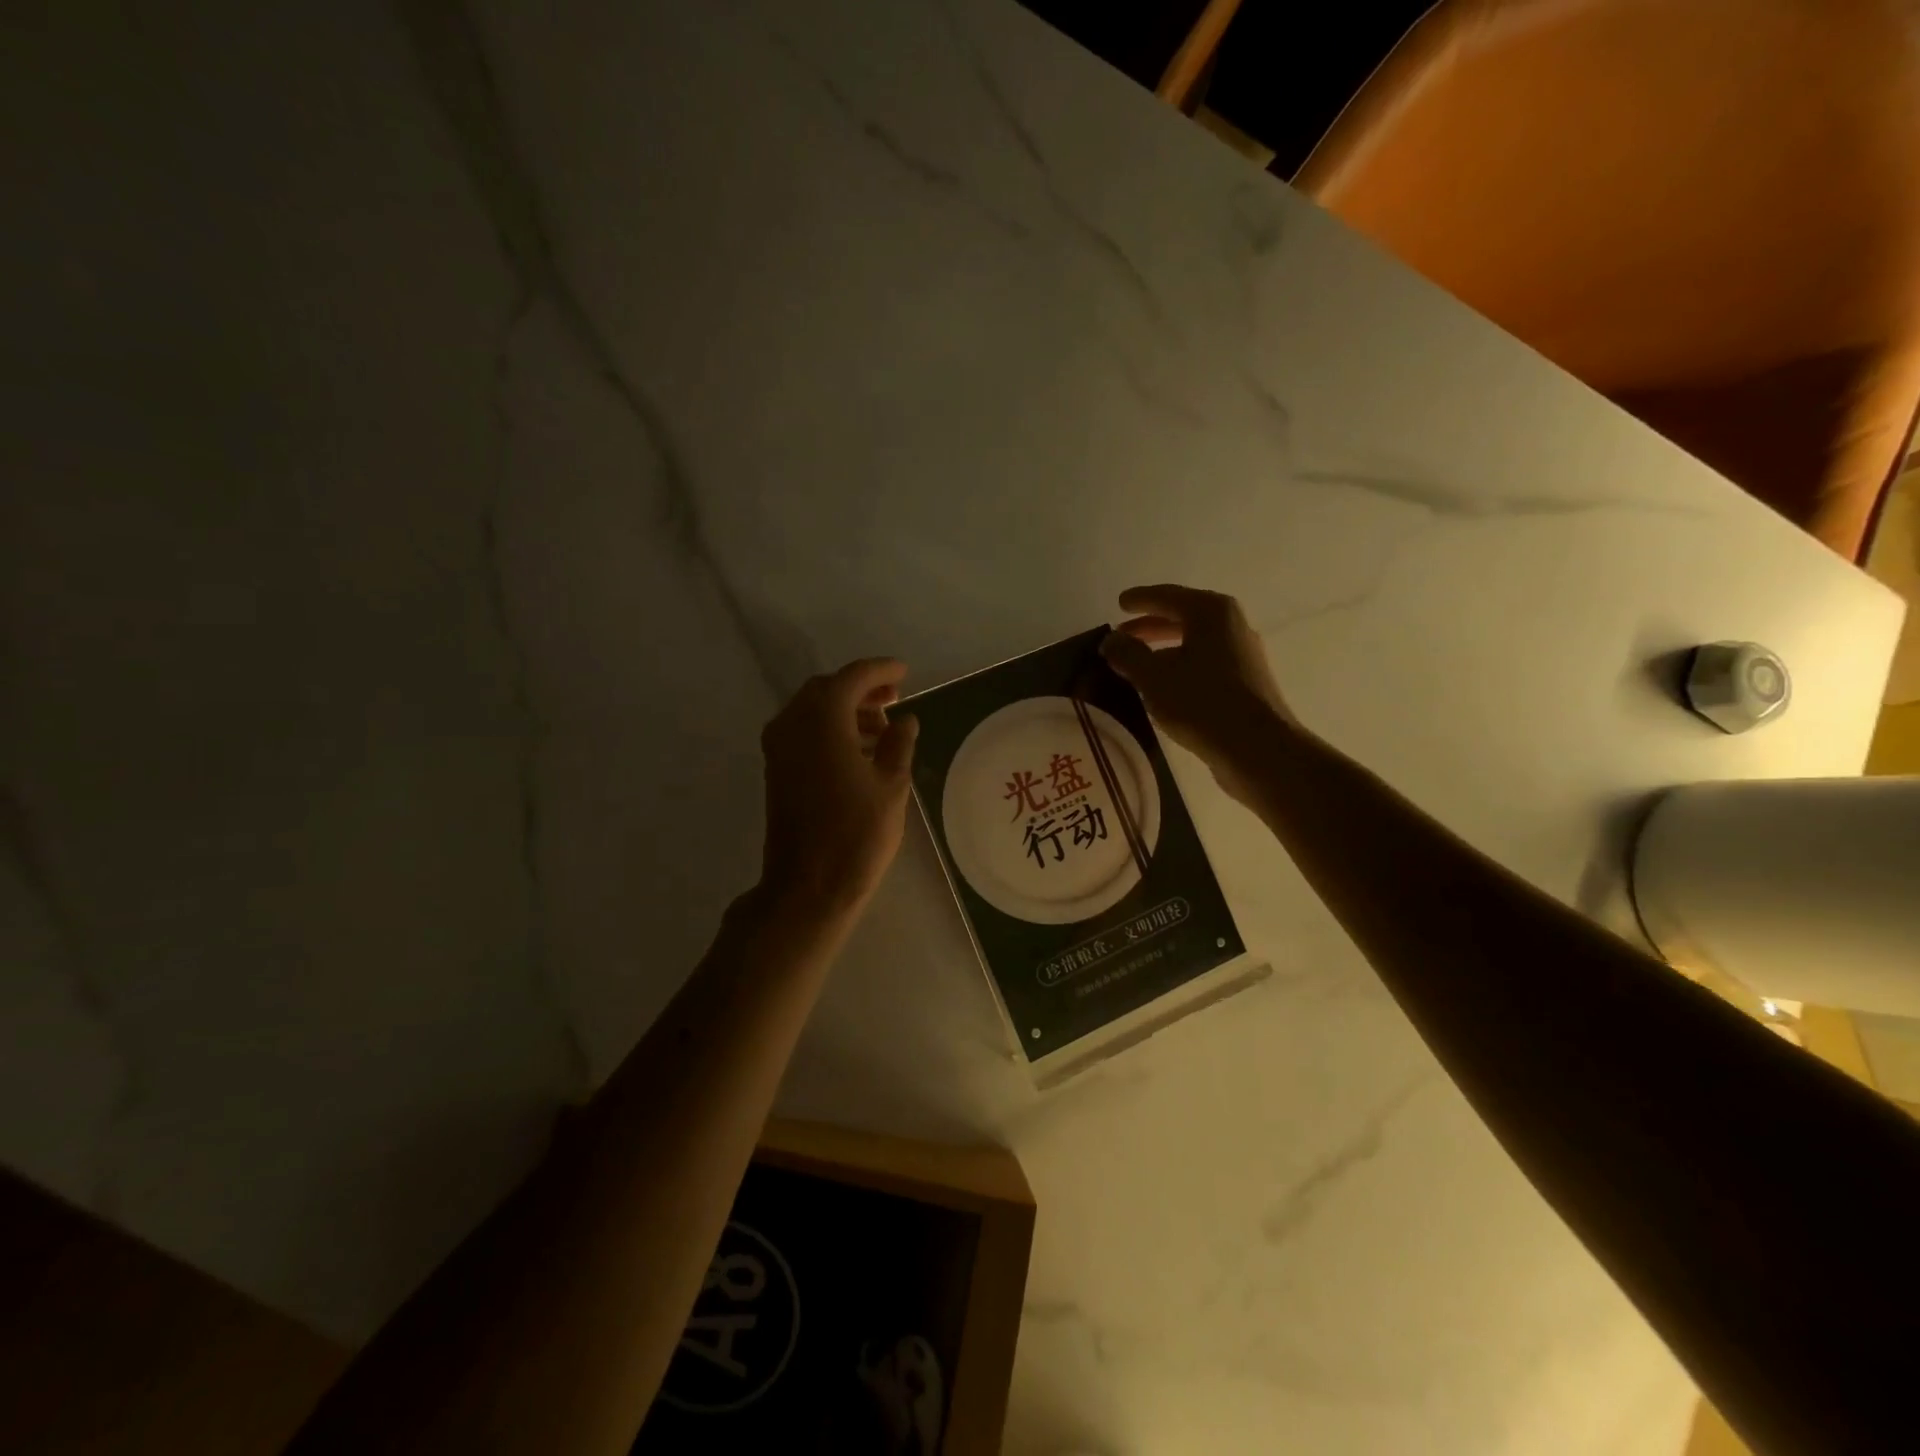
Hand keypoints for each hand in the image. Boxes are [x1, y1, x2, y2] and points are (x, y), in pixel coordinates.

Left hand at [757, 658, 919, 920]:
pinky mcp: (776, 769)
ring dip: (845, 710)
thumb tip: (905, 720)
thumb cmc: (857, 834)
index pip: (852, 678)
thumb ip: (898, 744)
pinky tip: (856, 749)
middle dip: (861, 689)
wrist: (808, 886)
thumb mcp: (891, 786)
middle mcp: (792, 724)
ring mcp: (779, 747)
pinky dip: (829, 728)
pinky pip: (802, 731)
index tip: (903, 672)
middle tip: (894, 700)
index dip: (880, 671)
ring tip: (881, 729)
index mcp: (822, 720)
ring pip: (812, 709)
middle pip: (827, 689)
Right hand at [1100, 584, 1294, 801]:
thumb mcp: (1153, 677)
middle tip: (1123, 635)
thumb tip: (1111, 640)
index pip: (1168, 596)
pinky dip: (1181, 667)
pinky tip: (1164, 687)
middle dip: (1151, 626)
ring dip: (1165, 650)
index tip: (1119, 603)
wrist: (1256, 748)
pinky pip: (1205, 664)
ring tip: (1138, 664)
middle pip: (1184, 618)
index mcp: (1211, 613)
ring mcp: (1243, 655)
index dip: (1140, 600)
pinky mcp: (1246, 683)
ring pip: (1195, 643)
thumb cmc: (1201, 702)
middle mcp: (1232, 626)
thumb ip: (1128, 654)